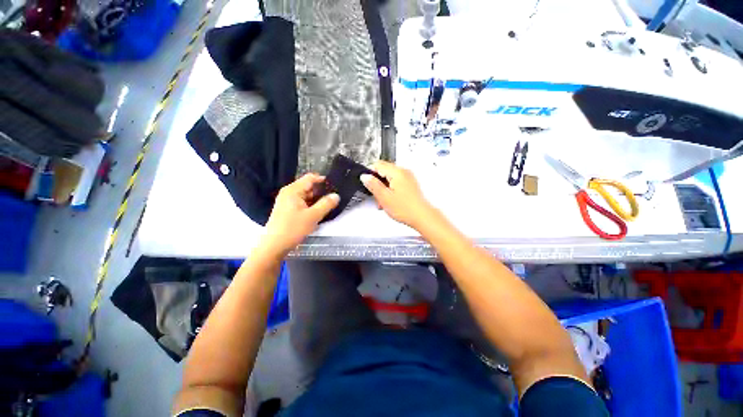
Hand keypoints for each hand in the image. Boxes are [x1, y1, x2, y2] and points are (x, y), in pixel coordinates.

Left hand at [262, 174, 338, 255]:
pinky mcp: (287, 209)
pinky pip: (302, 203)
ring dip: (316, 200)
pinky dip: (310, 206)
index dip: (323, 180)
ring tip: (328, 206)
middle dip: (321, 192)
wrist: (274, 246)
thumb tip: (336, 195)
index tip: (335, 186)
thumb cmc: (293, 228)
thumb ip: (326, 204)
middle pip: (308, 187)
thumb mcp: (313, 216)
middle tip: (334, 199)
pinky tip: (317, 213)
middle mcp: (289, 192)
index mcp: (293, 190)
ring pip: (306, 196)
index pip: (310, 178)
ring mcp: (287, 201)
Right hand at [361, 161, 433, 228]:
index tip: (368, 184)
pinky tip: (390, 201)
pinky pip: (396, 183)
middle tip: (376, 195)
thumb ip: (373, 185)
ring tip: (383, 201)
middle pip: (384, 171)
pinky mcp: (410, 184)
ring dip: (383, 188)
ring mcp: (408, 178)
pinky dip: (391, 190)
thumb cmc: (406, 208)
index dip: (370, 174)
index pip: (378, 165)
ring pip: (389, 178)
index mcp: (397, 172)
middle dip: (377, 182)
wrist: (422, 217)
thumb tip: (365, 176)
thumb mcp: (384, 197)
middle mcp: (404, 172)